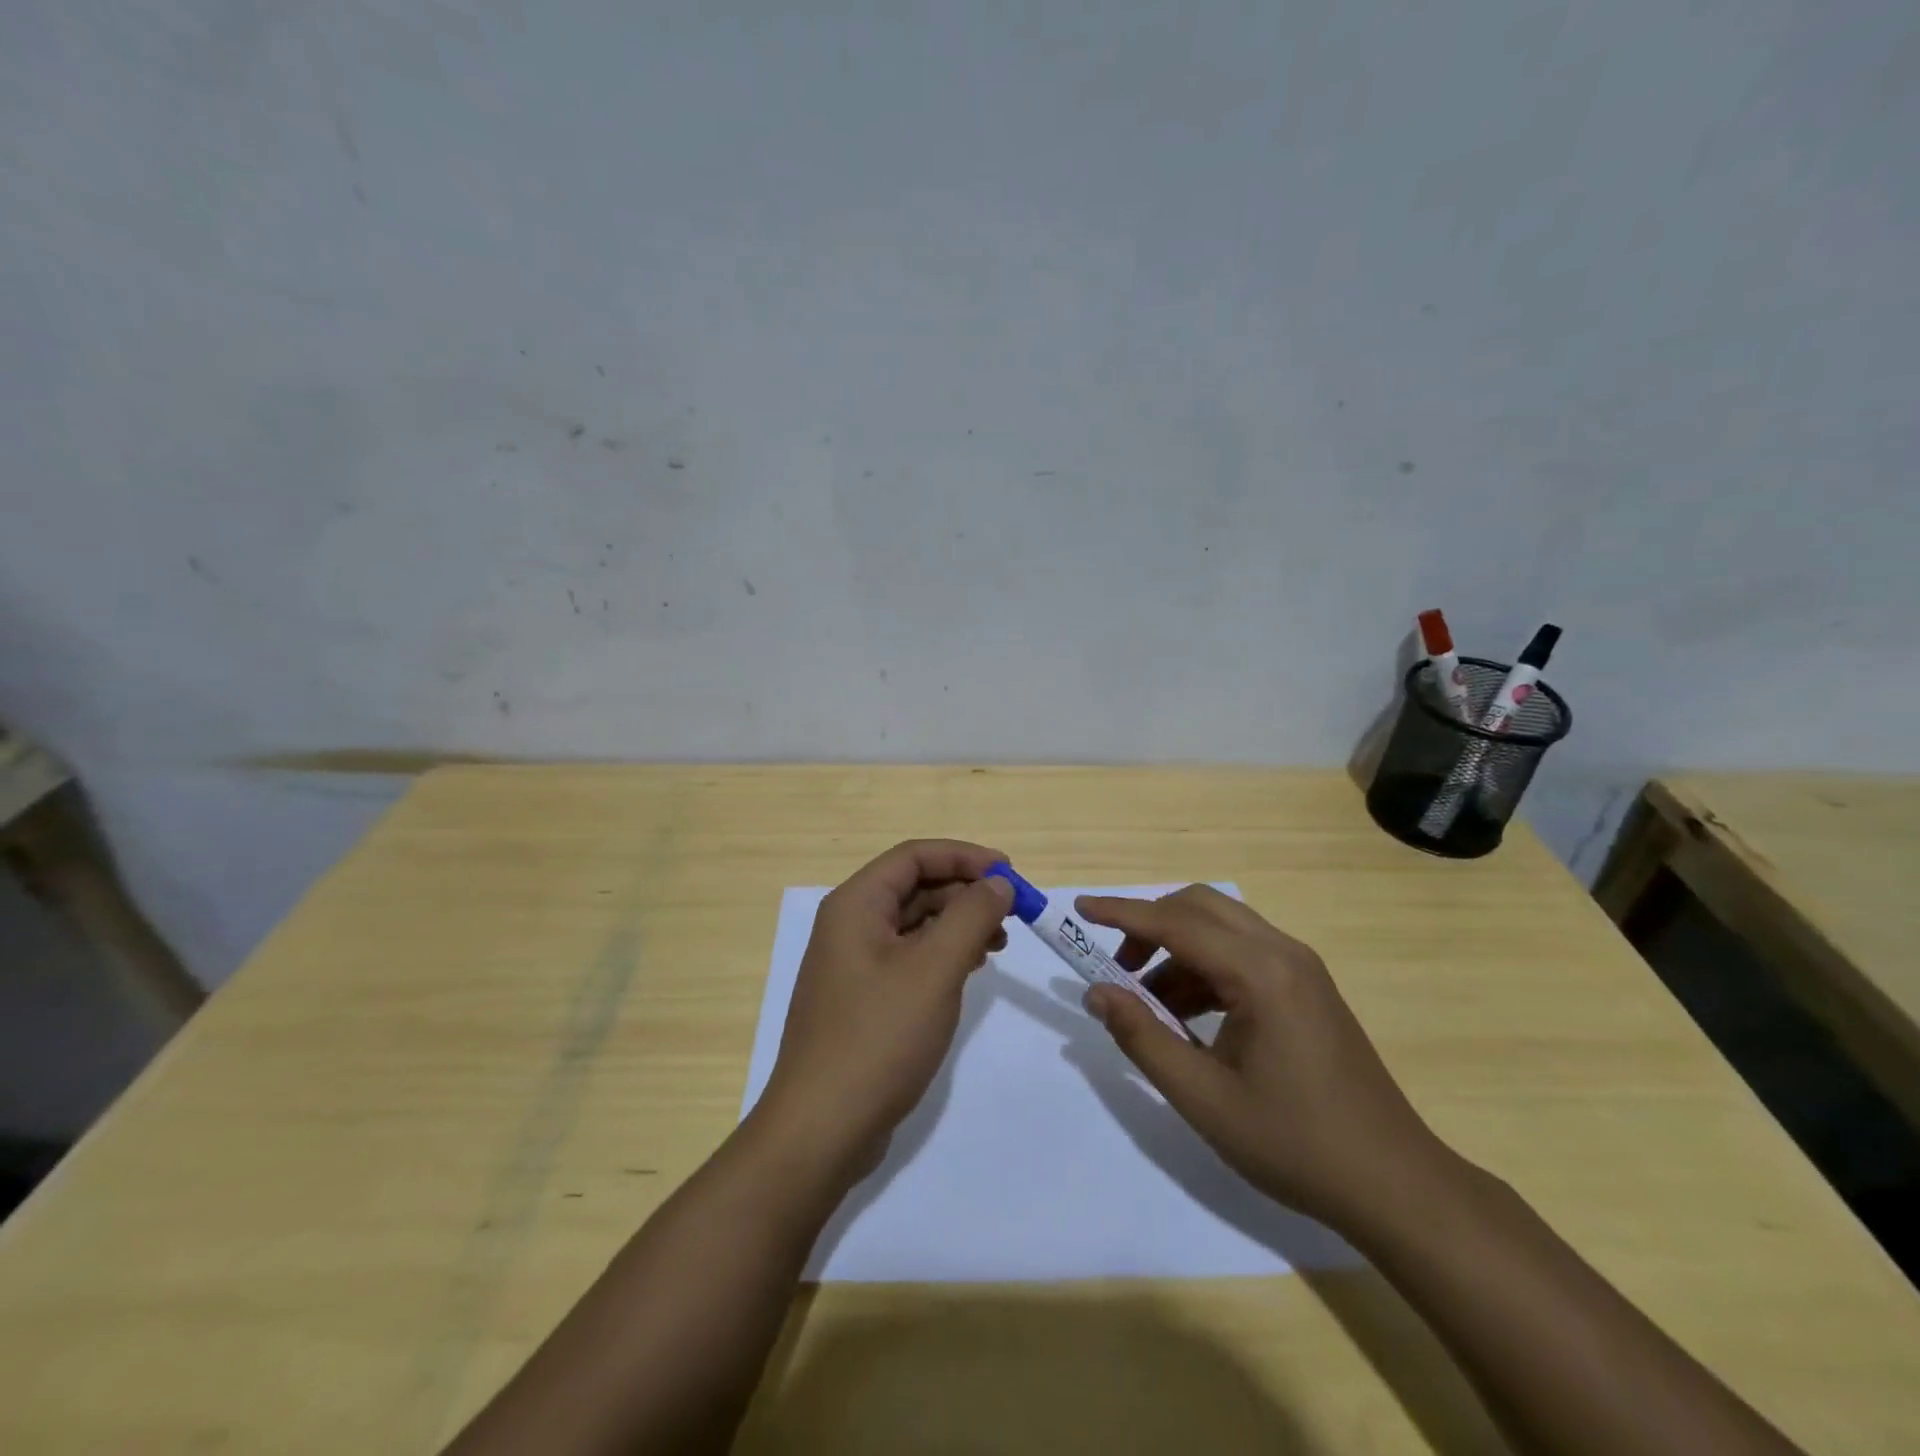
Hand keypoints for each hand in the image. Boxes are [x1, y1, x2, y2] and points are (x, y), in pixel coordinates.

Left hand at [755, 839, 1012, 1183]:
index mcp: (856, 904)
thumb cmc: (879, 1036)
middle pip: (915, 886)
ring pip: (914, 923)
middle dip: (965, 892)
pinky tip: (971, 968)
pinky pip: (909, 956)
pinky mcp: (864, 998)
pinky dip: (943, 954)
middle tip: (1012, 912)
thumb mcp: (934, 969)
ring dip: (958, 923)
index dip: (965, 856)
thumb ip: (971, 916)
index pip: (915, 856)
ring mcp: (854, 964)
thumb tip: (999, 882)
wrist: (823, 1127)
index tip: (1010, 873)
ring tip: (999, 943)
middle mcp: (850, 925)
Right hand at [1077, 885, 1445, 1230]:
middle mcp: (1283, 953)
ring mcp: (1301, 969)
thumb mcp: (1203, 1097)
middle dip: (1149, 926)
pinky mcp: (1308, 988)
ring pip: (1222, 928)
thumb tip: (1097, 993)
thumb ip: (1142, 1037)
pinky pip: (1243, 954)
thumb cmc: (1294, 1143)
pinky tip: (1188, 1016)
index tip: (1079, 909)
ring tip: (1148, 1003)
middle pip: (1200, 908)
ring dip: (1176, 949)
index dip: (1122, 913)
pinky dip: (1204, 968)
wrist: (1394, 1184)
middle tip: (1116, 968)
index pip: (1175, 923)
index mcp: (1260, 973)